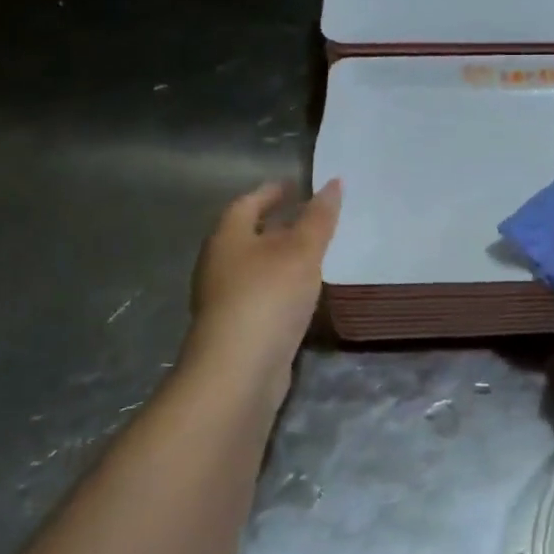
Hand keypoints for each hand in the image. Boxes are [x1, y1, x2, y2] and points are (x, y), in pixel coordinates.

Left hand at [185, 180, 341, 383]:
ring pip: (256, 268)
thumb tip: (333, 183)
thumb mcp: (302, 251)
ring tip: (316, 253)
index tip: (296, 186)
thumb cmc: (268, 297)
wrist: (239, 371)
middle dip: (277, 225)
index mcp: (228, 238)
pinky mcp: (238, 329)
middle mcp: (219, 265)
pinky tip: (305, 294)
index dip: (272, 192)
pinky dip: (282, 287)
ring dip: (281, 258)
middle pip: (248, 235)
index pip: (247, 203)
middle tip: (312, 218)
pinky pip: (263, 295)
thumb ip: (319, 218)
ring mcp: (225, 300)